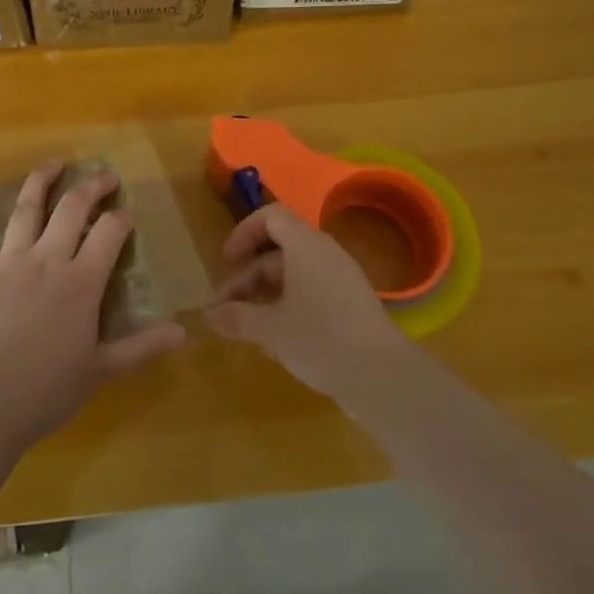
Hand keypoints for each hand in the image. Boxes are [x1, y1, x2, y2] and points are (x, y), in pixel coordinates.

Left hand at [0, 163, 186, 449]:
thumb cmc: (49, 389)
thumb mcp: (102, 369)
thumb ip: (142, 346)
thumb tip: (183, 332)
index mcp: (81, 282)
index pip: (109, 233)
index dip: (122, 218)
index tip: (128, 214)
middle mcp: (48, 261)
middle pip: (71, 209)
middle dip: (91, 187)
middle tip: (105, 177)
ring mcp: (11, 265)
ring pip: (26, 211)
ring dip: (39, 183)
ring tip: (52, 164)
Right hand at [206, 203, 412, 400]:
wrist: (383, 377)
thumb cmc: (321, 340)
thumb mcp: (270, 329)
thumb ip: (237, 317)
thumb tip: (209, 315)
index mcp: (306, 246)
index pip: (271, 216)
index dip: (244, 232)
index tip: (227, 262)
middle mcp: (325, 255)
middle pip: (278, 252)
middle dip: (248, 278)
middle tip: (227, 309)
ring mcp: (341, 280)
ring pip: (294, 276)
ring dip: (265, 296)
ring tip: (247, 330)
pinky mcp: (351, 305)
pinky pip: (312, 293)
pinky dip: (288, 308)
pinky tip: (276, 343)